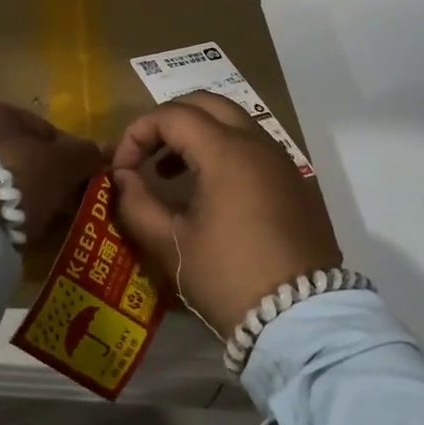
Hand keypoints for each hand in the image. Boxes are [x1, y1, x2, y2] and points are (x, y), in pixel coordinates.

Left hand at [0, 102, 105, 239]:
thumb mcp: (63, 164)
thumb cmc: (15, 177)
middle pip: (20, 155)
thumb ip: (85, 154)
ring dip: (19, 197)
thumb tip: (103, 151)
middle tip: (62, 209)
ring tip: (36, 224)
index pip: (45, 130)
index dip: (70, 157)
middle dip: (44, 179)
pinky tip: (6, 231)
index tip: (81, 185)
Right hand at [111, 92, 341, 338]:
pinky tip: (209, 190)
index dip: (137, 134)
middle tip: (146, 155)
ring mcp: (282, 161)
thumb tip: (122, 178)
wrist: (302, 320)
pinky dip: (224, 151)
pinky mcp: (295, 183)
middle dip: (169, 120)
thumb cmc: (228, 277)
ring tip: (170, 174)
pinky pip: (254, 147)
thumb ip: (137, 204)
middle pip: (207, 104)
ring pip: (234, 122)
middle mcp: (258, 143)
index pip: (172, 115)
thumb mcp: (172, 245)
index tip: (121, 170)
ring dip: (198, 134)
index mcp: (227, 151)